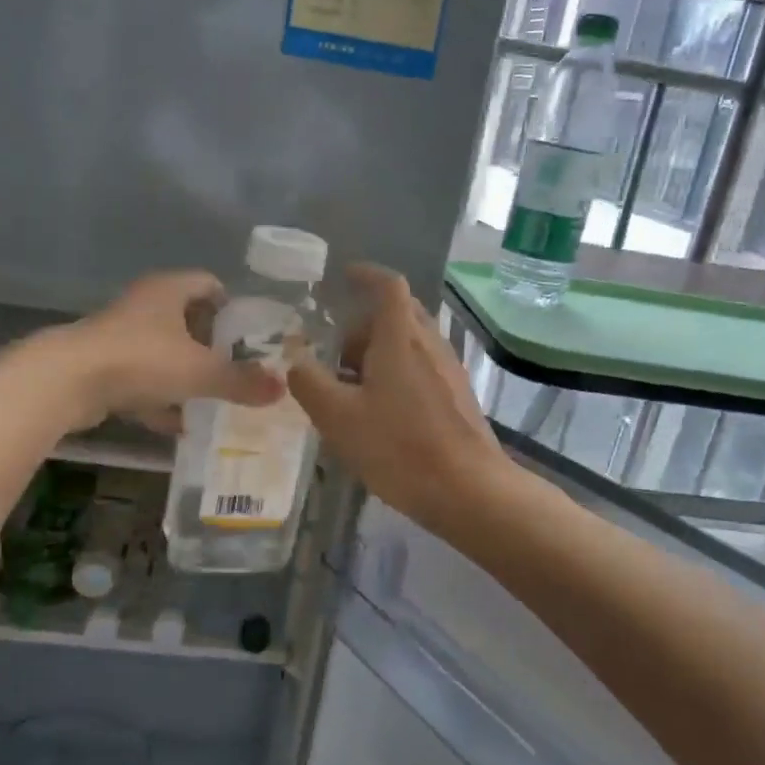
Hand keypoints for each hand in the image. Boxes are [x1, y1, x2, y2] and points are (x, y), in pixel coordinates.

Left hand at [33, 270, 285, 432]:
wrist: (66, 382)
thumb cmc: (141, 360)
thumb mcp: (201, 372)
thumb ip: (241, 381)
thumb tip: (282, 388)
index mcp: (169, 291)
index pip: (209, 284)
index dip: (232, 307)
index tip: (249, 335)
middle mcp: (144, 306)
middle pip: (187, 320)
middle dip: (211, 346)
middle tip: (236, 370)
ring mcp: (119, 336)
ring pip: (163, 352)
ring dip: (185, 375)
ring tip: (213, 399)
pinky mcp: (102, 366)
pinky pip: (142, 380)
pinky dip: (160, 399)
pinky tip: (178, 425)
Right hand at [288, 264, 515, 536]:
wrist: (468, 489)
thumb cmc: (399, 447)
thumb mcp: (338, 417)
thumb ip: (310, 383)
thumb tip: (296, 361)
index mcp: (401, 337)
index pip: (388, 285)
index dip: (366, 274)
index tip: (345, 276)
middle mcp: (429, 343)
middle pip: (397, 314)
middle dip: (363, 326)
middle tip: (335, 353)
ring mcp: (448, 368)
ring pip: (409, 343)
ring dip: (379, 353)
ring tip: (350, 389)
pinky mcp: (457, 394)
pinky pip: (421, 366)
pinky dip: (396, 372)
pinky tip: (380, 412)